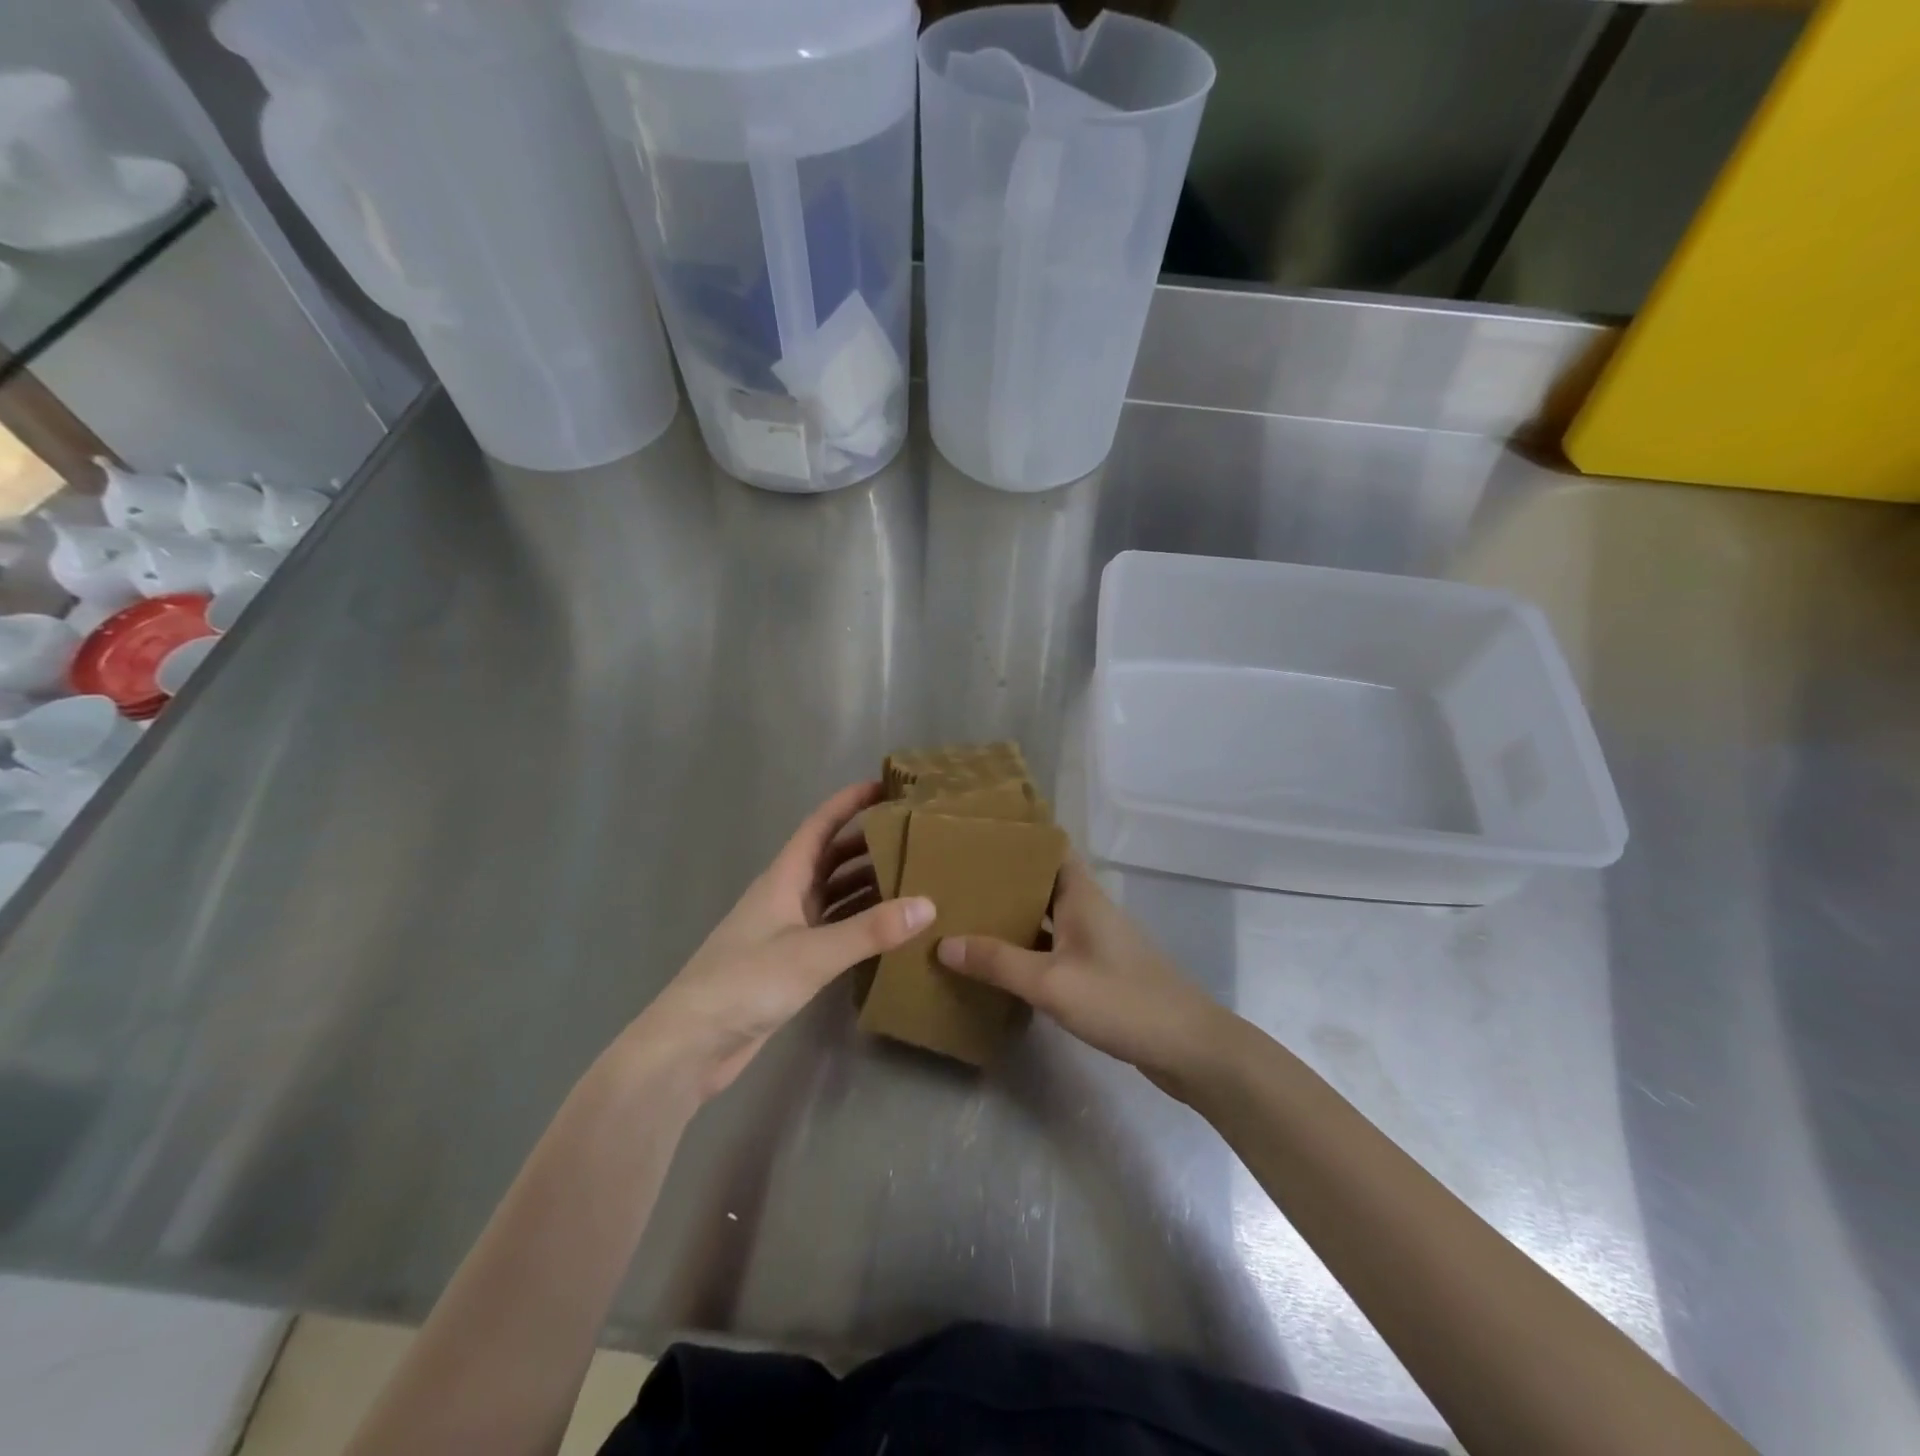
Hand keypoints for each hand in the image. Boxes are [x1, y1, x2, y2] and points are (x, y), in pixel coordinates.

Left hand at [628, 782, 932, 1099]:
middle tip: (914, 838)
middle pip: (831, 858)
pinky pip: (833, 929)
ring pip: (834, 894)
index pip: (820, 825)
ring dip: (867, 884)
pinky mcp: (791, 962)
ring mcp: (787, 930)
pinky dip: (859, 923)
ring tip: (914, 879)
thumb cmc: (746, 982)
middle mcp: (786, 896)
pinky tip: (889, 929)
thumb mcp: (812, 953)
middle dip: (869, 843)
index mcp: (783, 878)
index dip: (850, 802)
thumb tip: (928, 904)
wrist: (692, 1044)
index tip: (887, 787)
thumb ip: (870, 930)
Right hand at [936, 857, 1230, 1093]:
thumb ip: (998, 963)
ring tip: (966, 918)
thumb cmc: (1122, 1001)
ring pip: (1047, 916)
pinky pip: (1056, 946)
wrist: (1189, 1048)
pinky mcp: (1100, 969)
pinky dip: (1029, 948)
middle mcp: (1088, 908)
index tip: (975, 839)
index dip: (1015, 840)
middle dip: (1003, 881)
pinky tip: (1001, 963)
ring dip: (1014, 916)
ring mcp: (1096, 940)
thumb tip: (944, 943)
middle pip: (1042, 882)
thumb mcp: (1052, 982)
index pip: (1048, 848)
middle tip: (956, 882)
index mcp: (1081, 895)